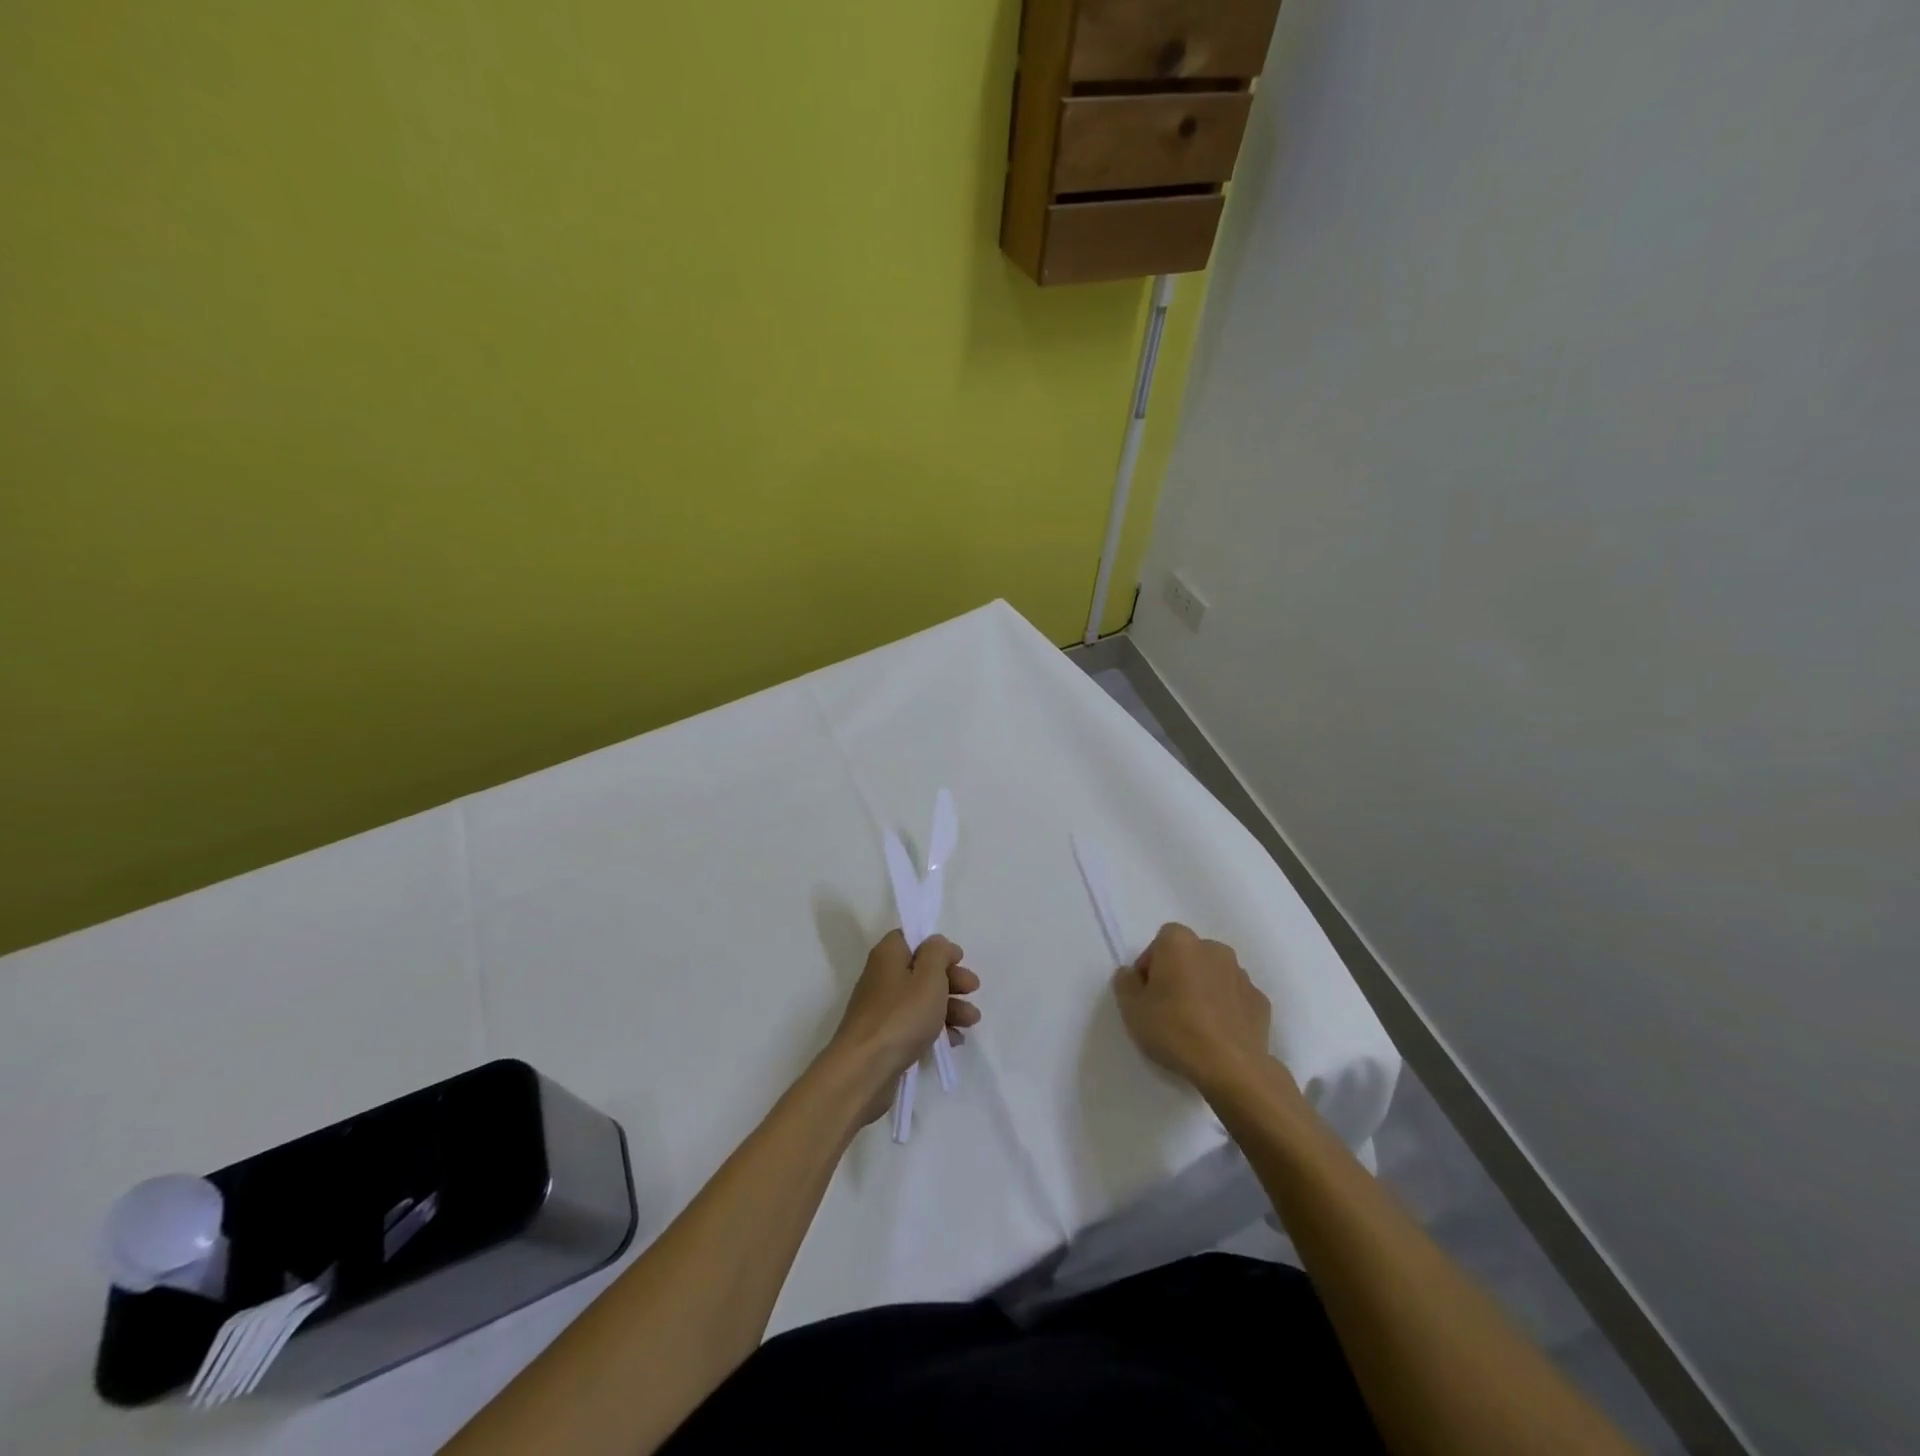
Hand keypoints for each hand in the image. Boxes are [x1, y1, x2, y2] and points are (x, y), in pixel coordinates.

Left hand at [825, 931, 980, 1122]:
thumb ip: (937, 953)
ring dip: (950, 1006)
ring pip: (921, 999)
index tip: (959, 959)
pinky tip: (955, 1040)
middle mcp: (883, 977)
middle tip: (973, 989)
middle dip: (951, 979)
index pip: (913, 938)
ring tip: (972, 1021)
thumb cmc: (901, 1016)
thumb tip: (937, 944)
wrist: (864, 1070)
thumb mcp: (928, 976)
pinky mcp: (886, 1036)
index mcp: (889, 955)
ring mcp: (883, 1009)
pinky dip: (935, 1028)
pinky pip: (915, 1024)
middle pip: (921, 970)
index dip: (938, 947)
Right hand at [1113, 923, 1271, 1089]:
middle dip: (1179, 974)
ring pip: (1214, 975)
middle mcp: (1213, 949)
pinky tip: (1218, 1034)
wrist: (1231, 1067)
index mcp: (1180, 943)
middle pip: (1189, 955)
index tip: (1147, 992)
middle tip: (1167, 1007)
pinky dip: (1226, 1008)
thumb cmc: (1174, 1030)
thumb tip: (1131, 974)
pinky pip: (1235, 998)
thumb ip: (1125, 983)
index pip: (1160, 941)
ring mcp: (1241, 975)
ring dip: (1204, 989)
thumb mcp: (1131, 1009)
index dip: (1151, 964)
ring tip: (1195, 1024)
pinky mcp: (1261, 1001)